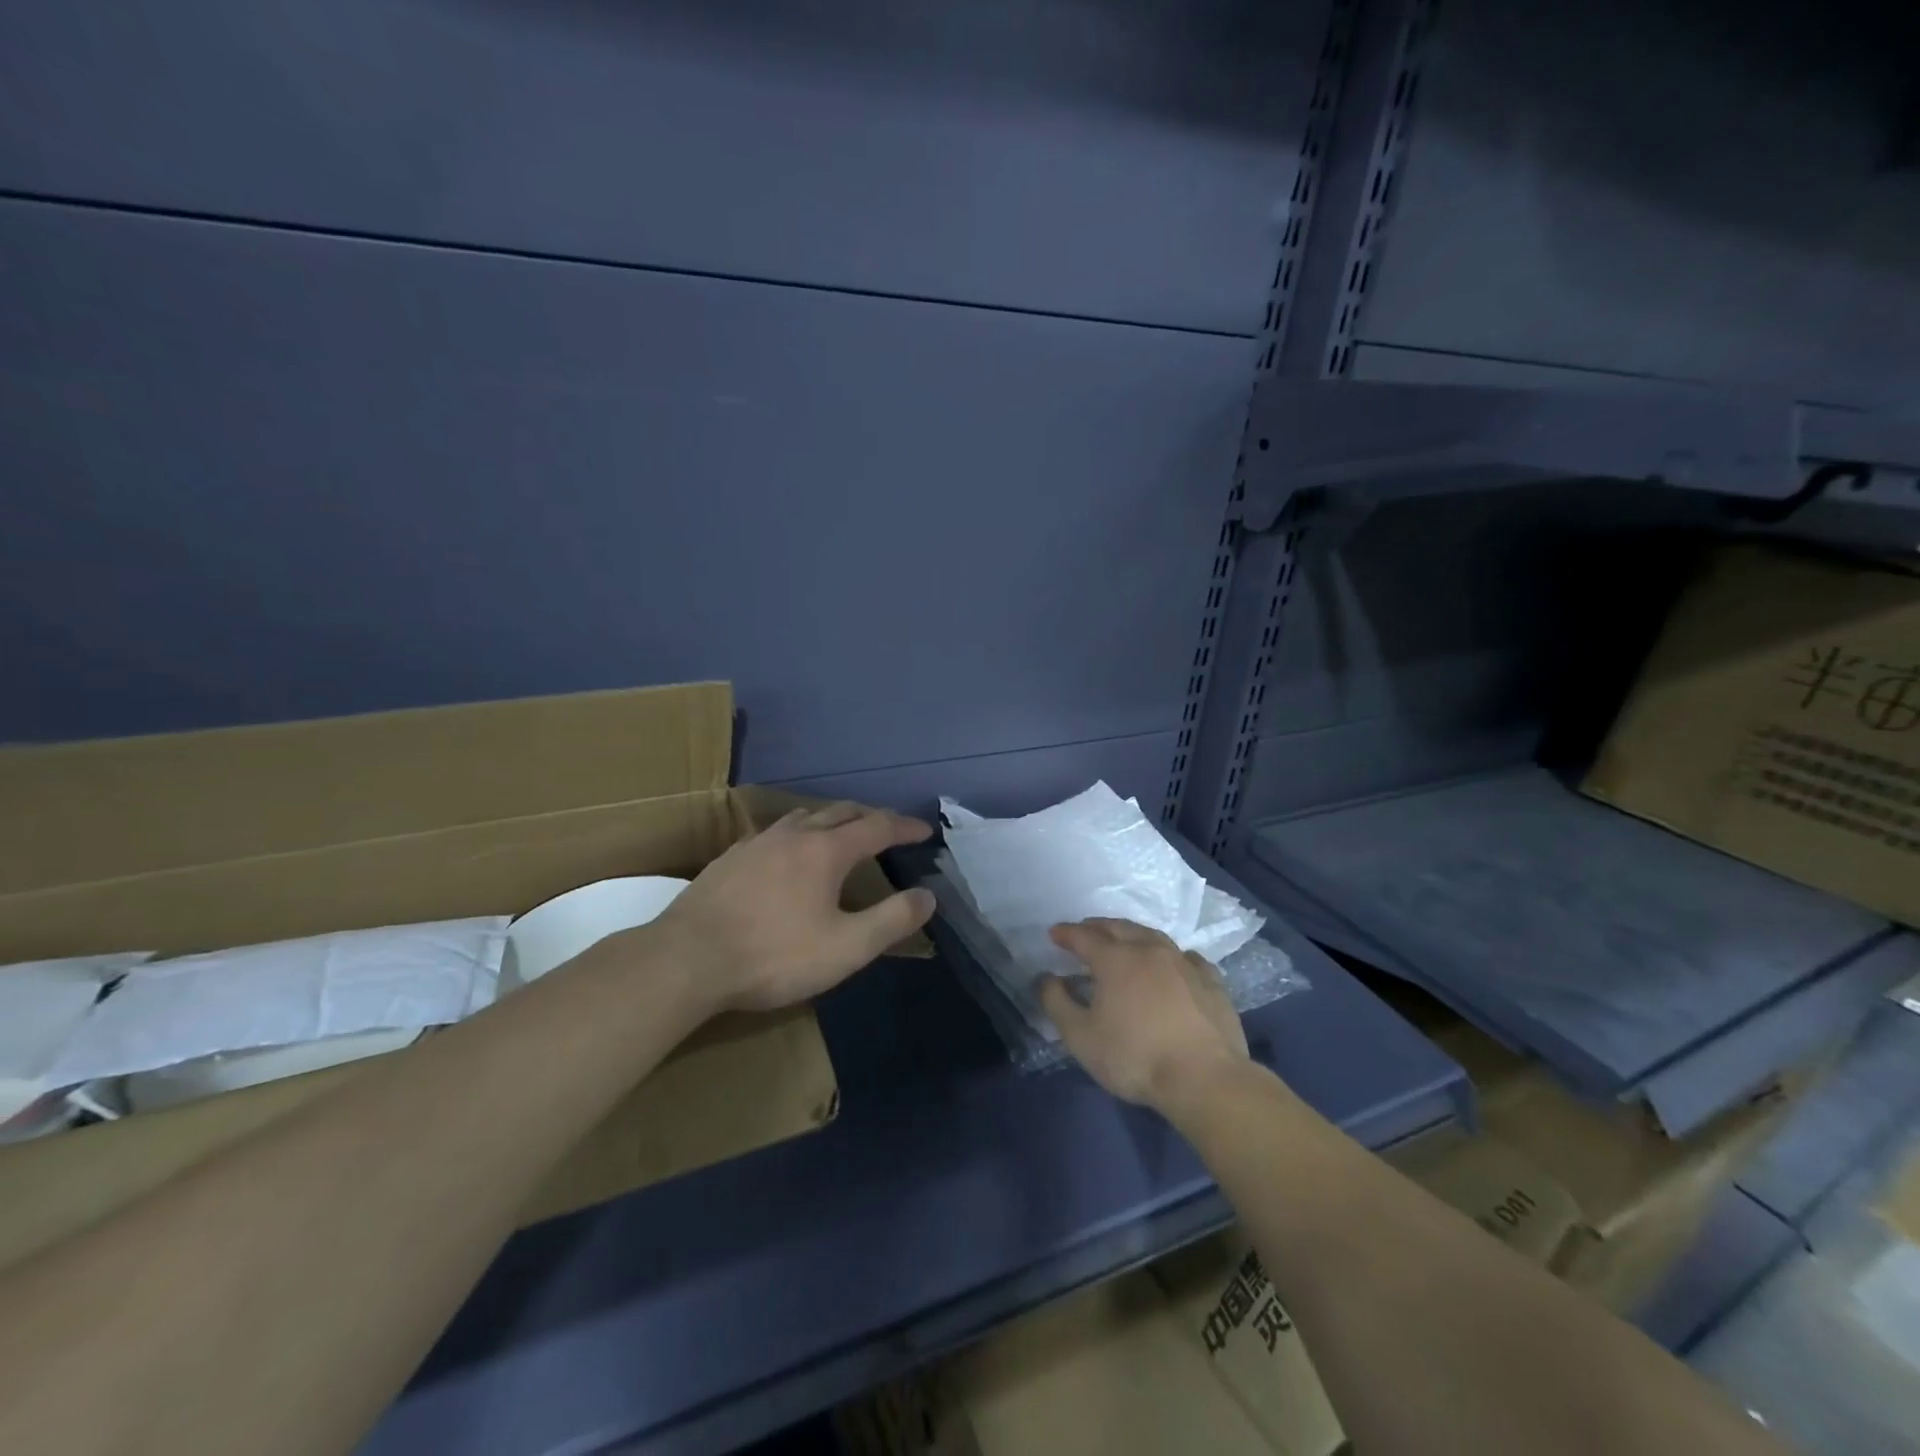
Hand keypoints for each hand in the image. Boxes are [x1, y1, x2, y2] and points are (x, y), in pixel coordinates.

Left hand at [650, 802, 935, 1013]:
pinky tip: (786, 855)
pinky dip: (797, 834)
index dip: (903, 826)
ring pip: (803, 817)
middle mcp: (793, 835)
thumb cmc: (774, 955)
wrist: (687, 960)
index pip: (876, 826)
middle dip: (870, 816)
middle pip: (839, 811)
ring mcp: (756, 843)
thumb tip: (928, 896)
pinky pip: (774, 833)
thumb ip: (892, 921)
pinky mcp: (729, 859)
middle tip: (888, 828)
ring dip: (830, 819)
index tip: (924, 830)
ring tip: (840, 834)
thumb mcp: (846, 947)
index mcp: (826, 851)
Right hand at [1040, 918, 1249, 1106]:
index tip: (1054, 933)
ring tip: (1124, 940)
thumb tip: (1046, 978)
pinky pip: (1186, 956)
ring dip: (1133, 934)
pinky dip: (1171, 955)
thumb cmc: (1135, 1057)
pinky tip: (1172, 963)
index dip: (1067, 933)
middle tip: (1085, 930)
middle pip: (1119, 927)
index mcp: (1115, 959)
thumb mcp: (1081, 1036)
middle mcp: (1149, 950)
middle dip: (1098, 926)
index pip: (1084, 936)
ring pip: (1153, 936)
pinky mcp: (1211, 981)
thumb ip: (1057, 1003)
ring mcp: (1183, 962)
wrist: (1204, 1078)